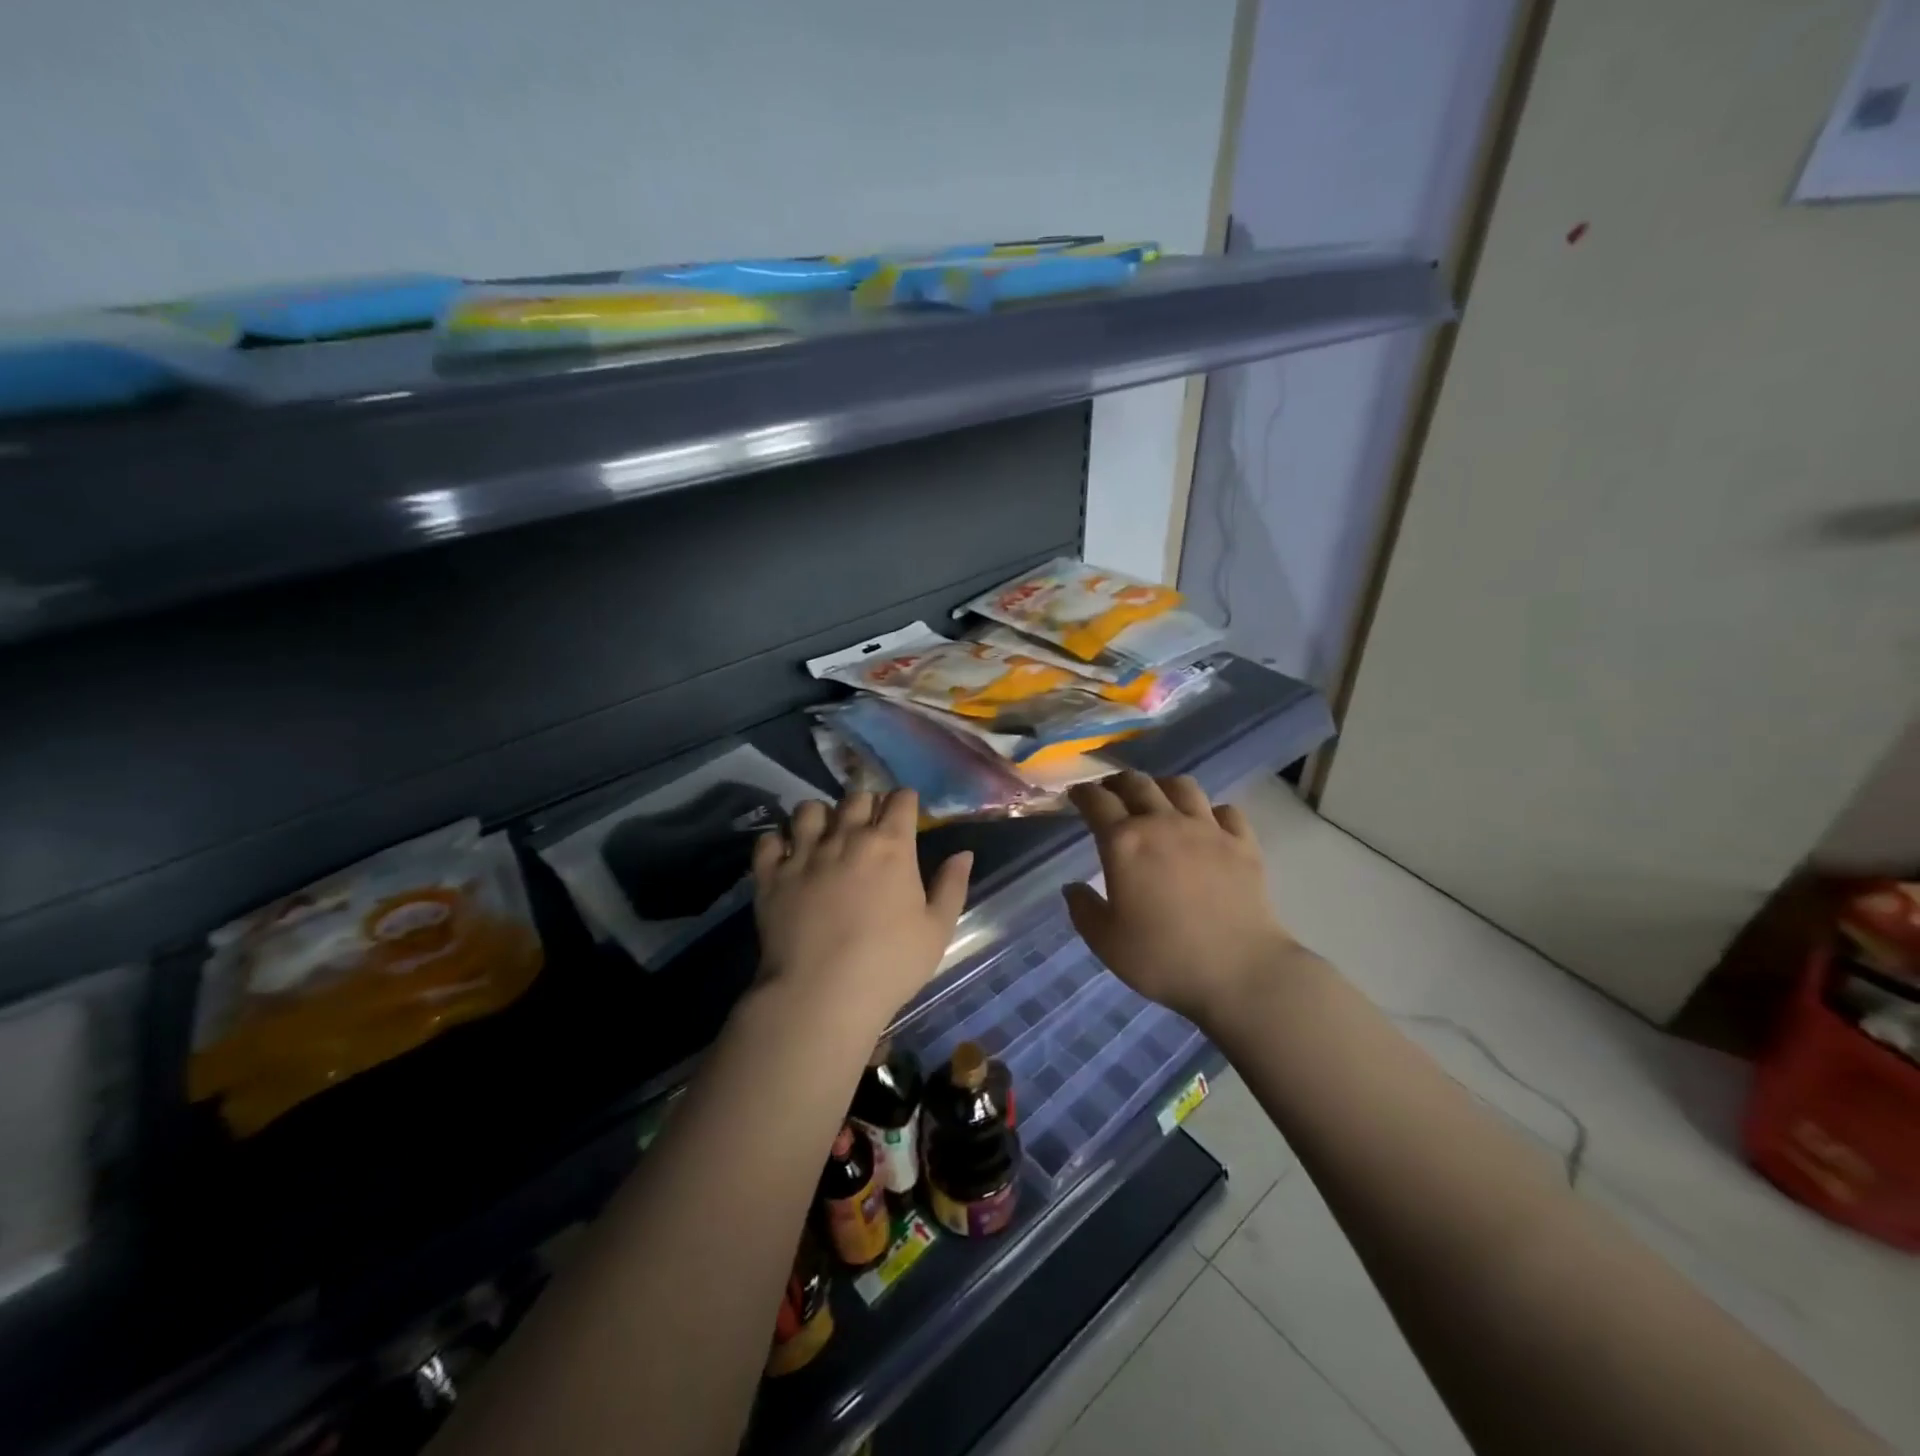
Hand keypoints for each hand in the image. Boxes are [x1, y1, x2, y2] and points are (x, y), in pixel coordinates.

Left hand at [751, 789, 972, 1025]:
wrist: (821, 995)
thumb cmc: (889, 964)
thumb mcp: (937, 930)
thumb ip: (952, 886)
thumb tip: (964, 853)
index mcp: (890, 845)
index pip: (900, 799)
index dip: (905, 802)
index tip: (906, 814)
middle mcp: (846, 837)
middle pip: (856, 797)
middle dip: (866, 805)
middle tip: (869, 827)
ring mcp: (804, 853)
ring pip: (809, 809)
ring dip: (821, 816)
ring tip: (825, 835)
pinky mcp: (771, 875)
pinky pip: (769, 840)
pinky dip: (779, 842)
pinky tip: (786, 856)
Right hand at [1064, 772, 1299, 1025]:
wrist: (1240, 972)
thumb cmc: (1163, 958)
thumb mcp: (1106, 942)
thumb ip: (1083, 909)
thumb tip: (1073, 887)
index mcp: (1124, 843)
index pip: (1096, 801)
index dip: (1082, 793)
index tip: (1076, 795)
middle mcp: (1163, 823)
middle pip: (1137, 783)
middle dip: (1118, 783)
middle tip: (1110, 792)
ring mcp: (1207, 829)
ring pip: (1181, 786)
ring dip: (1162, 786)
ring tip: (1157, 799)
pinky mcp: (1242, 843)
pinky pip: (1225, 810)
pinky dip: (1210, 811)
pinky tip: (1206, 824)